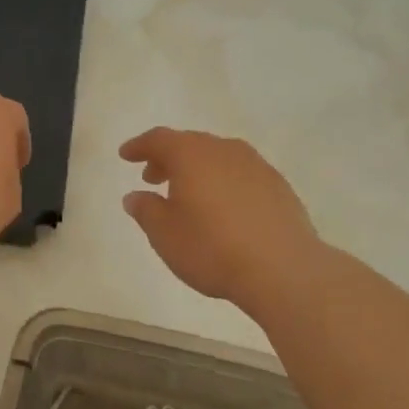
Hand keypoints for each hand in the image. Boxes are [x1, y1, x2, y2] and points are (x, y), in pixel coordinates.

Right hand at [119, 128, 319, 310]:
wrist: (283, 269)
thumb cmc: (212, 248)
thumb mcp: (165, 235)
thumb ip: (146, 210)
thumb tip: (135, 196)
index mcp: (191, 154)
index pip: (159, 139)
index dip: (139, 146)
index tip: (126, 155)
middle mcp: (224, 150)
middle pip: (189, 144)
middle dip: (168, 158)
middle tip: (152, 178)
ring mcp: (255, 165)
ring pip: (217, 157)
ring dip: (197, 170)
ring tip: (187, 194)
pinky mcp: (278, 185)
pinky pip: (240, 174)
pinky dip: (223, 182)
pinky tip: (222, 208)